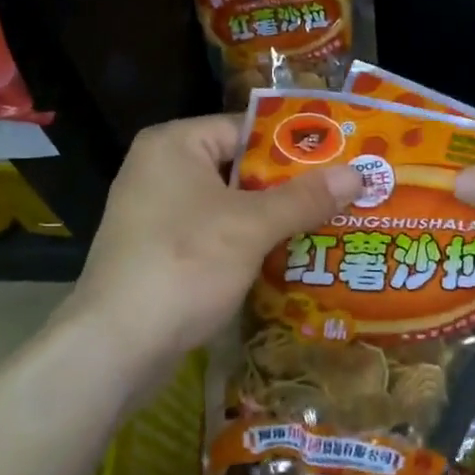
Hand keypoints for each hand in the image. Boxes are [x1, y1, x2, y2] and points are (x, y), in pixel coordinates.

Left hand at [56, 115, 361, 386]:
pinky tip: (289, 260)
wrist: (115, 346)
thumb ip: (305, 198)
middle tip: (344, 196)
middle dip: (290, 187)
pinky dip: (248, 245)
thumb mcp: (251, 227)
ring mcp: (156, 214)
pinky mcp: (158, 253)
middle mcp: (160, 170)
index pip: (246, 128)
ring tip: (330, 227)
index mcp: (175, 144)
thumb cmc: (185, 265)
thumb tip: (359, 174)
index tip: (341, 160)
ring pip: (229, 206)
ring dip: (273, 220)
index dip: (295, 145)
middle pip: (240, 168)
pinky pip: (214, 236)